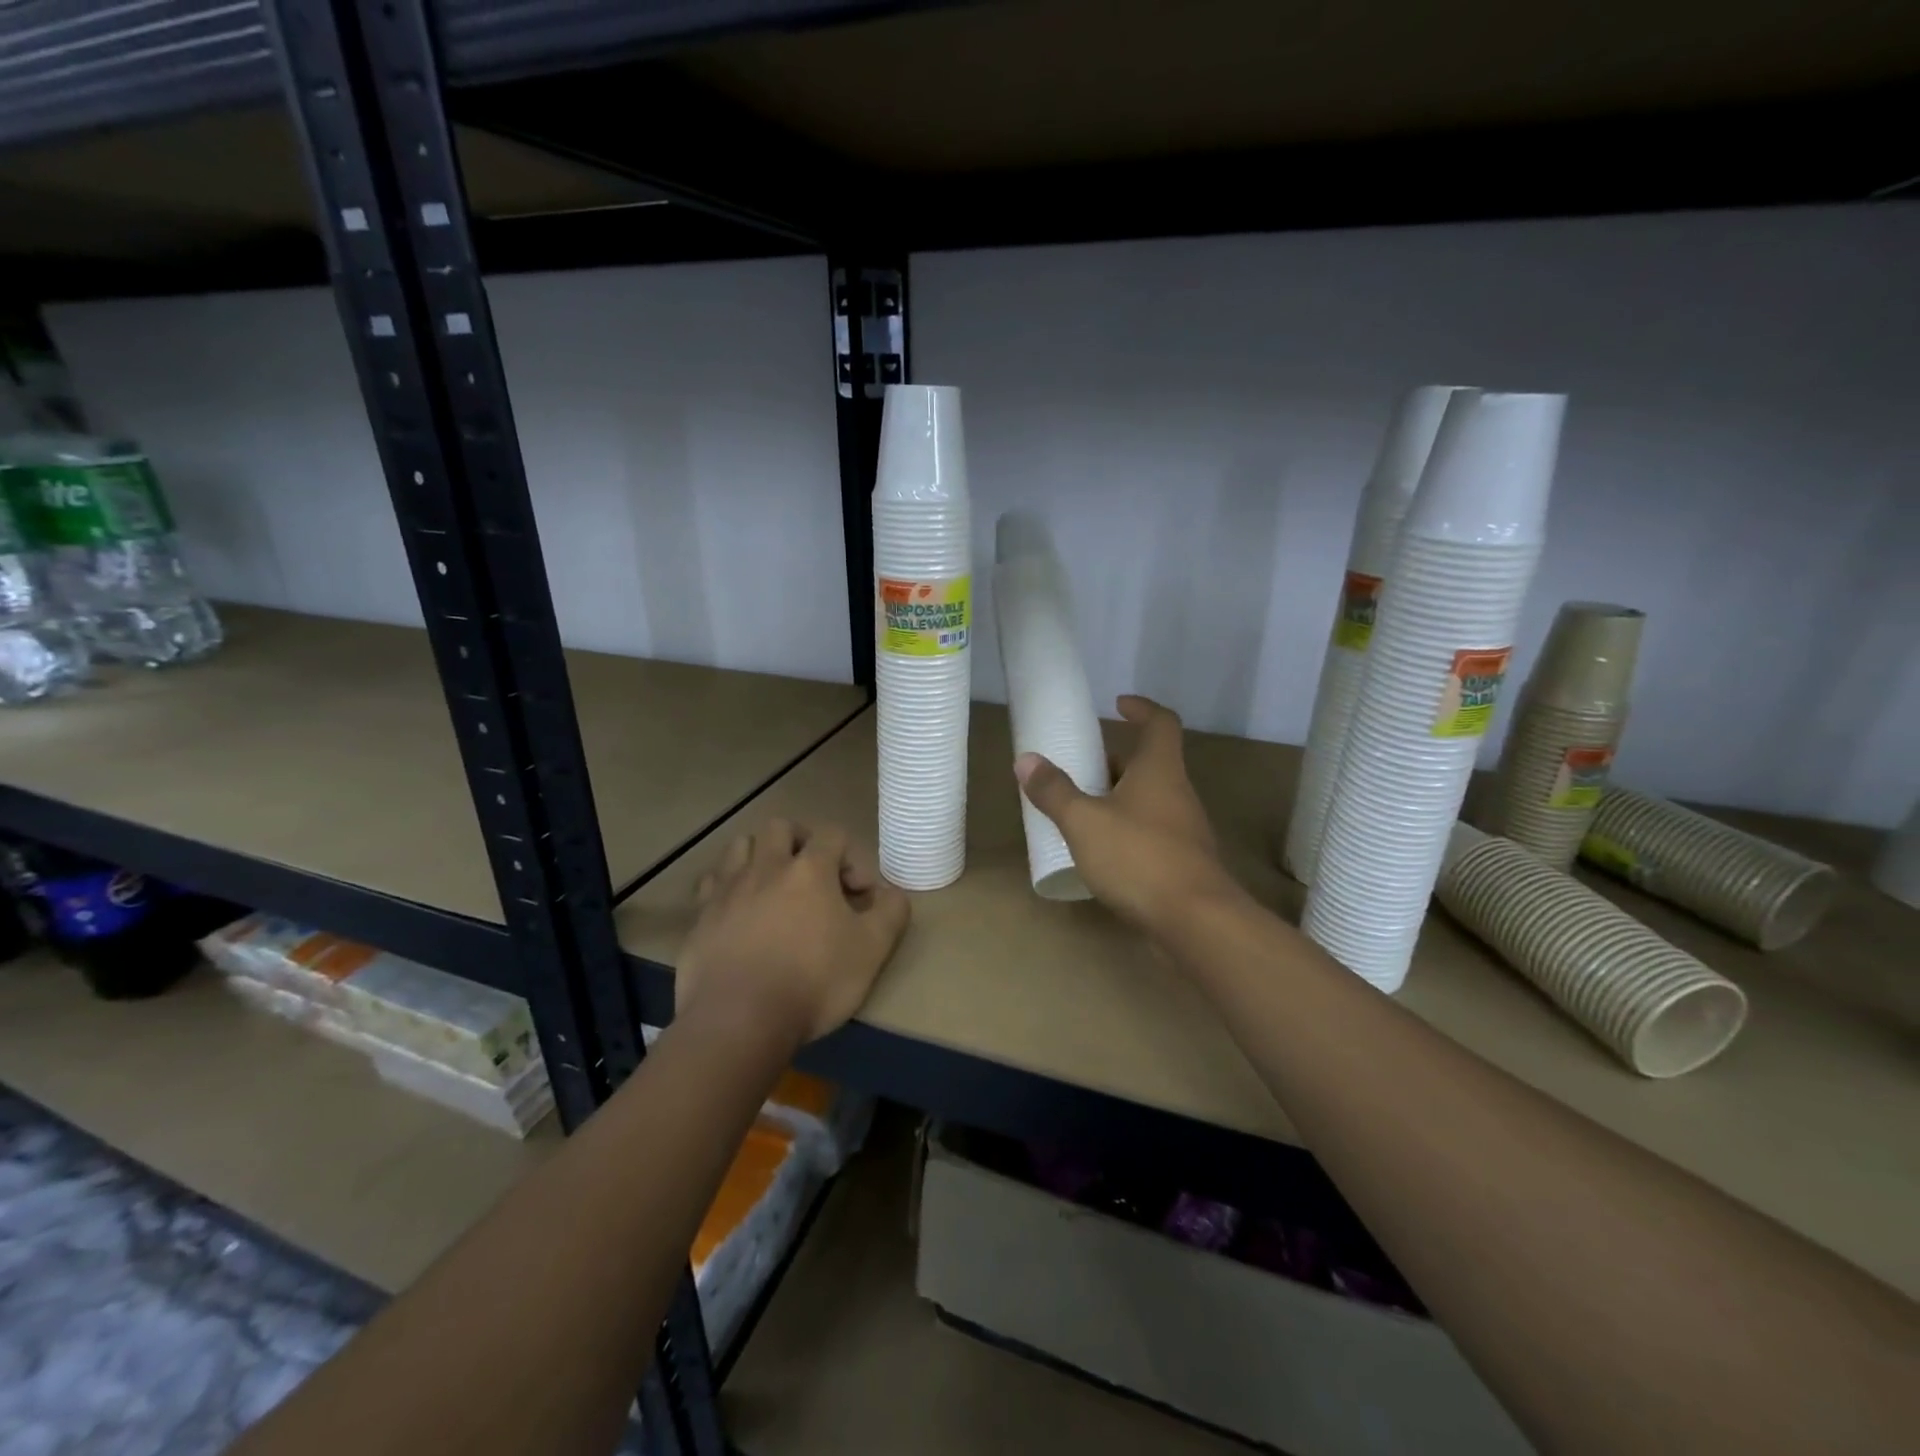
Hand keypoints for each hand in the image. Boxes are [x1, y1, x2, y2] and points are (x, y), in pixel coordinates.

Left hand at [677, 819, 909, 1046]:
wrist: (739, 1020)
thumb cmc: (814, 981)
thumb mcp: (872, 951)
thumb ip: (891, 913)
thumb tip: (893, 893)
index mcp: (810, 869)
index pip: (833, 834)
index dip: (851, 858)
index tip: (858, 896)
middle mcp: (767, 867)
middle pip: (781, 827)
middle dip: (801, 842)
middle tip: (814, 876)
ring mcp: (728, 889)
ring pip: (742, 846)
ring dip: (761, 856)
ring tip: (773, 886)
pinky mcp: (700, 916)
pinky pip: (712, 883)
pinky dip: (728, 886)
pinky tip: (738, 910)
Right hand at [1015, 695, 1238, 935]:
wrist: (1195, 922)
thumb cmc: (1139, 858)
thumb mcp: (1084, 822)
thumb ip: (1054, 792)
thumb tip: (1026, 760)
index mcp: (1160, 771)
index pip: (1161, 723)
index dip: (1141, 708)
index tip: (1117, 705)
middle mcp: (1177, 793)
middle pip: (1150, 763)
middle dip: (1115, 761)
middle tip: (1079, 766)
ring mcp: (1184, 830)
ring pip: (1149, 800)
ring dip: (1118, 797)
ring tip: (1081, 808)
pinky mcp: (1182, 863)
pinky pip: (1150, 832)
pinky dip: (1126, 830)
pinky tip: (1100, 851)